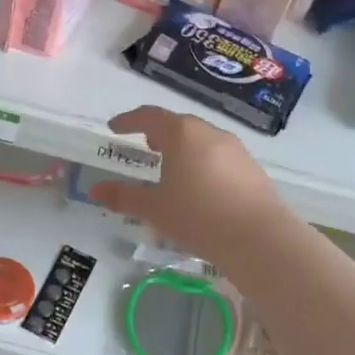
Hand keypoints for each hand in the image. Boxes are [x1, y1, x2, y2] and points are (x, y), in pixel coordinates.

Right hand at [90, 106, 287, 264]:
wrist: (259, 238)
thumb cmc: (198, 216)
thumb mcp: (154, 209)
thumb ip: (123, 196)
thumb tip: (95, 190)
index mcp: (182, 133)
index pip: (149, 116)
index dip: (129, 120)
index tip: (115, 128)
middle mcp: (210, 133)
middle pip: (178, 124)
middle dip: (158, 132)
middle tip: (145, 145)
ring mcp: (235, 149)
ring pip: (201, 140)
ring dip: (182, 147)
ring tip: (170, 167)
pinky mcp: (251, 168)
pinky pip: (218, 156)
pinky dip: (201, 162)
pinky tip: (199, 186)